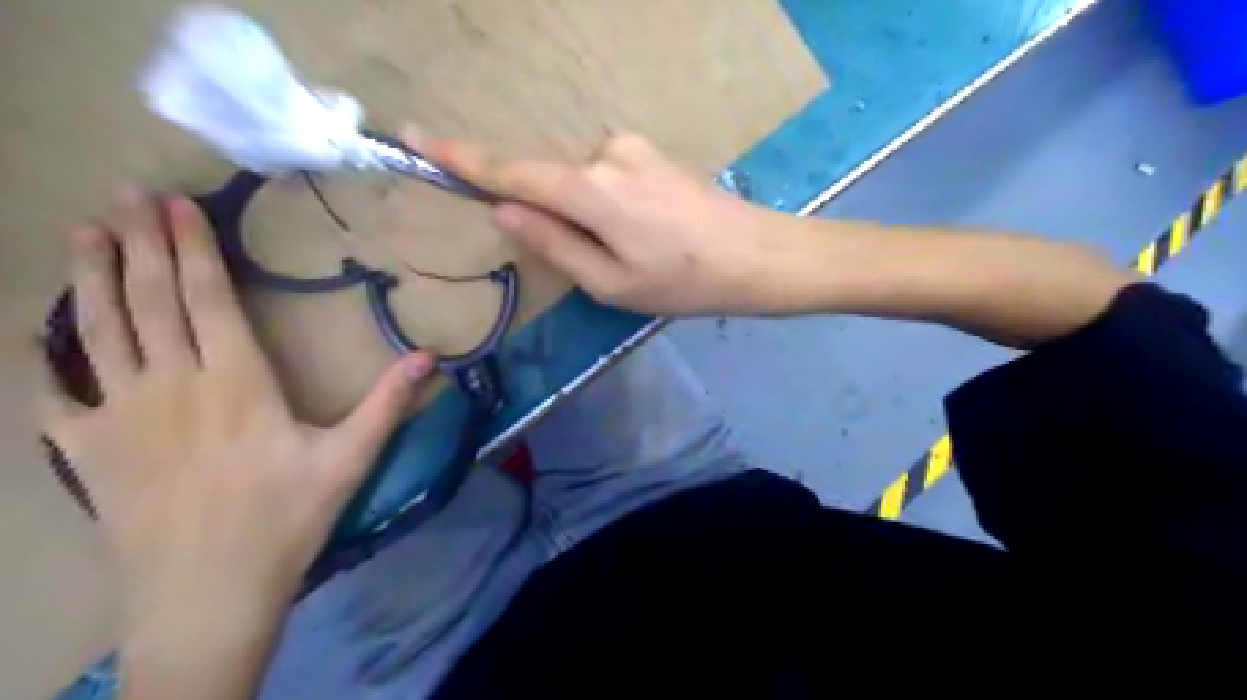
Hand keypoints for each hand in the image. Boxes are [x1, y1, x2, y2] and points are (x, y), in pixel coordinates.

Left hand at [34, 188, 437, 637]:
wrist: (207, 593)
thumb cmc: (287, 519)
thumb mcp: (350, 458)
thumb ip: (387, 402)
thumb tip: (430, 356)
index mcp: (237, 382)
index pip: (209, 299)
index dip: (192, 248)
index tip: (177, 204)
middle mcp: (172, 384)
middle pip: (150, 301)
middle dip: (139, 242)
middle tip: (125, 192)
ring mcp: (119, 416)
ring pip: (98, 330)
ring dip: (90, 278)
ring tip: (83, 231)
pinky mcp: (85, 452)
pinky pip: (53, 394)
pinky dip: (41, 358)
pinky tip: (32, 331)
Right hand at [412, 129, 797, 313]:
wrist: (758, 256)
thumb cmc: (684, 282)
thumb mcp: (611, 283)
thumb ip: (554, 244)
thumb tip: (505, 212)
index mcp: (592, 191)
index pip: (513, 171)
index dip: (464, 160)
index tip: (418, 140)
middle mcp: (607, 155)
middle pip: (552, 182)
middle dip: (558, 218)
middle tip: (607, 260)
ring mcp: (634, 149)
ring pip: (583, 183)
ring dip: (591, 217)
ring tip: (640, 251)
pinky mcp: (652, 153)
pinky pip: (608, 177)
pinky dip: (610, 205)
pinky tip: (650, 232)